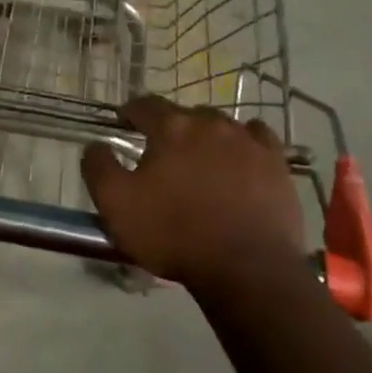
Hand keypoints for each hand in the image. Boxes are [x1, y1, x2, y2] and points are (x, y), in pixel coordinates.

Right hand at [81, 96, 309, 290]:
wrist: (246, 267)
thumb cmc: (174, 233)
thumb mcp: (116, 205)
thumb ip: (99, 167)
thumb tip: (95, 144)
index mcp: (171, 128)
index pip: (145, 105)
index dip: (131, 112)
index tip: (123, 123)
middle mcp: (210, 123)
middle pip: (184, 114)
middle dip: (170, 127)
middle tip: (161, 152)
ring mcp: (248, 140)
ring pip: (220, 125)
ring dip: (205, 136)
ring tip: (200, 160)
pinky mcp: (276, 162)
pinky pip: (257, 138)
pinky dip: (244, 142)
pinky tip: (240, 158)